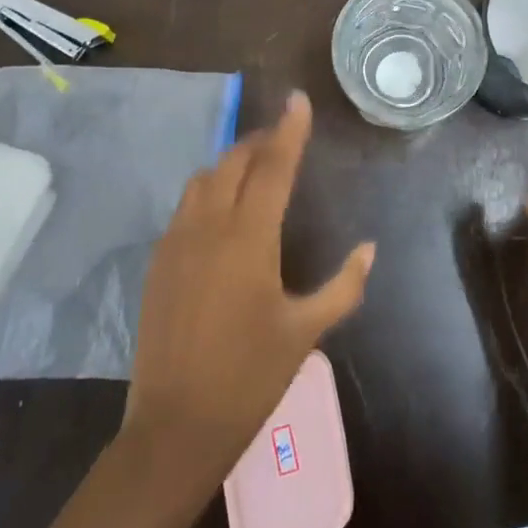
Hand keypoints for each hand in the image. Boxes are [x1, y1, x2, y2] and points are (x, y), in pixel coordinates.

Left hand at [121, 91, 374, 489]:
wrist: (176, 427)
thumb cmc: (250, 377)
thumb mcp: (306, 331)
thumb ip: (344, 286)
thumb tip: (369, 249)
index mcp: (249, 239)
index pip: (274, 167)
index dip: (289, 130)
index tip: (298, 100)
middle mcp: (209, 227)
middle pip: (234, 162)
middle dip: (260, 141)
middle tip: (283, 137)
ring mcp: (176, 242)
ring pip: (203, 179)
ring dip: (231, 163)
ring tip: (255, 169)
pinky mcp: (158, 262)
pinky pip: (185, 207)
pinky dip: (208, 192)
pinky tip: (223, 212)